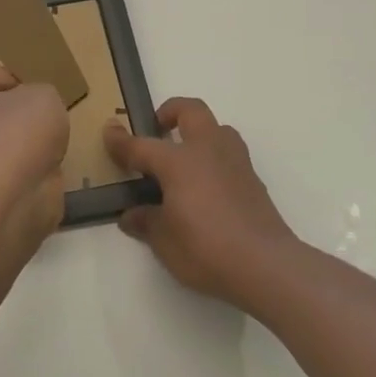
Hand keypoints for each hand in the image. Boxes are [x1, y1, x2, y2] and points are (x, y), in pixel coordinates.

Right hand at [104, 97, 299, 311]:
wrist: (266, 265)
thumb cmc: (206, 248)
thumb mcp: (164, 241)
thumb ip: (146, 222)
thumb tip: (132, 215)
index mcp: (179, 161)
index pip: (142, 146)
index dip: (121, 141)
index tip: (109, 132)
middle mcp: (208, 151)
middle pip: (190, 111)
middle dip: (170, 112)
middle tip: (157, 129)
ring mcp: (236, 162)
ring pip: (217, 128)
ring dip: (199, 132)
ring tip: (185, 157)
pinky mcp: (254, 180)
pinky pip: (230, 155)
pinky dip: (214, 159)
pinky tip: (206, 187)